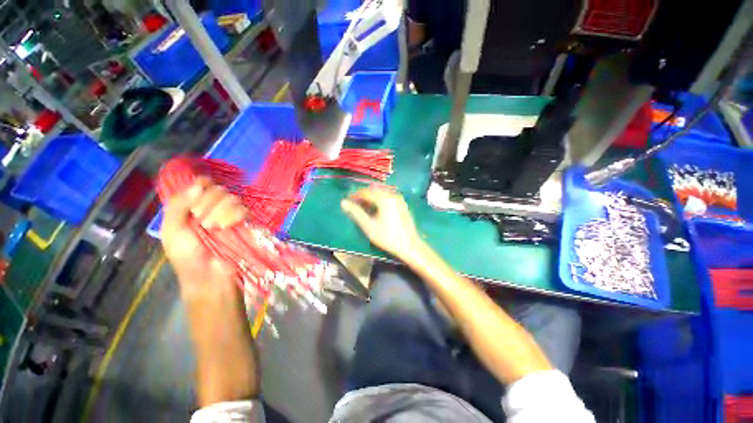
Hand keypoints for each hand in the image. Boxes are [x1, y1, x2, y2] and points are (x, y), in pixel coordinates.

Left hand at [160, 178, 246, 296]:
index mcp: (193, 208)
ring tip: (214, 228)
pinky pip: (243, 209)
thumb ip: (178, 205)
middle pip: (217, 190)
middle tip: (201, 221)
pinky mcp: (245, 223)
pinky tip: (228, 227)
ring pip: (231, 199)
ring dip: (220, 212)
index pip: (201, 185)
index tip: (198, 192)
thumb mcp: (172, 231)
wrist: (210, 276)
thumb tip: (200, 184)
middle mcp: (213, 209)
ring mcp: (231, 216)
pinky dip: (234, 216)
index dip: (201, 185)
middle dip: (208, 203)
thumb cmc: (187, 257)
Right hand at [341, 187, 421, 259]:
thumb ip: (356, 213)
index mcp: (384, 199)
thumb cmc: (387, 237)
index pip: (365, 192)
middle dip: (363, 196)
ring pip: (381, 193)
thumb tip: (344, 202)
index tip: (347, 201)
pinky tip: (376, 209)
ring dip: (371, 197)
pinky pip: (388, 197)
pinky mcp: (402, 204)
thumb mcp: (369, 226)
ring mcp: (399, 199)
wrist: (409, 246)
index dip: (355, 195)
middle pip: (374, 191)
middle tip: (354, 204)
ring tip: (364, 207)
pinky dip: (379, 200)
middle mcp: (392, 195)